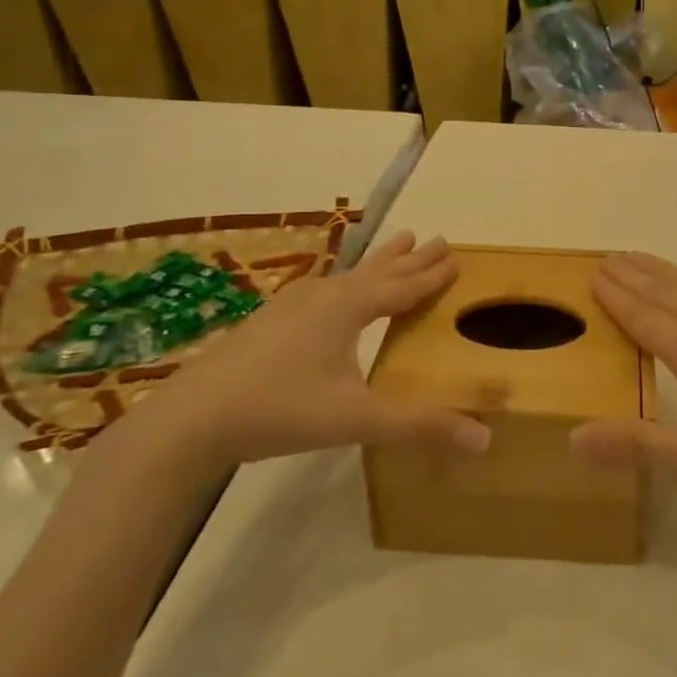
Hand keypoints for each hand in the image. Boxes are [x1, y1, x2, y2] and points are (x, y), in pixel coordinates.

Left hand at [154, 233, 490, 468]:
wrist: (191, 417)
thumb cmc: (280, 410)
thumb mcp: (356, 420)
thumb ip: (418, 427)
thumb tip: (484, 439)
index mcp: (348, 309)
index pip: (402, 286)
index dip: (431, 274)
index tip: (456, 255)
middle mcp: (324, 296)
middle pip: (378, 271)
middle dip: (411, 257)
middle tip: (438, 237)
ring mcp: (292, 305)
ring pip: (348, 275)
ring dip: (379, 261)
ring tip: (399, 241)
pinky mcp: (269, 320)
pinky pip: (324, 288)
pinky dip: (346, 281)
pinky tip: (332, 290)